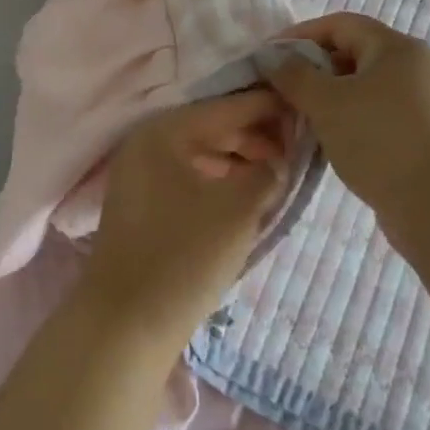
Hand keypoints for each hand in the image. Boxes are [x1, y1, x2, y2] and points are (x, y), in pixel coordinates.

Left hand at [82, 92, 292, 351]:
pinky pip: (188, 177)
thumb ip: (266, 173)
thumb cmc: (184, 255)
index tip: (303, 106)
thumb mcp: (237, 209)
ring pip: (200, 154)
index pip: (224, 108)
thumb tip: (279, 161)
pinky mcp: (142, 204)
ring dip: (239, 160)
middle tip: (298, 148)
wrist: (126, 322)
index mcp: (162, 132)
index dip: (266, 107)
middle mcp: (145, 144)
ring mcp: (139, 175)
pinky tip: (247, 194)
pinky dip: (219, 180)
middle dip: (255, 136)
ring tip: (278, 174)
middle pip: (210, 128)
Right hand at [264, 14, 429, 276]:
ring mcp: (423, 102)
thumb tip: (275, 59)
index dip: (299, 35)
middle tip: (281, 90)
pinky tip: (328, 139)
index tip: (268, 58)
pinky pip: (376, 113)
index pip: (339, 24)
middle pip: (352, 53)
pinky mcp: (424, 134)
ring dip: (328, 97)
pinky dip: (349, 119)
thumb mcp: (326, 103)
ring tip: (299, 117)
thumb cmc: (380, 139)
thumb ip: (294, 75)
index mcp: (395, 47)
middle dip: (312, 68)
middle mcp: (414, 66)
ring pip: (363, 87)